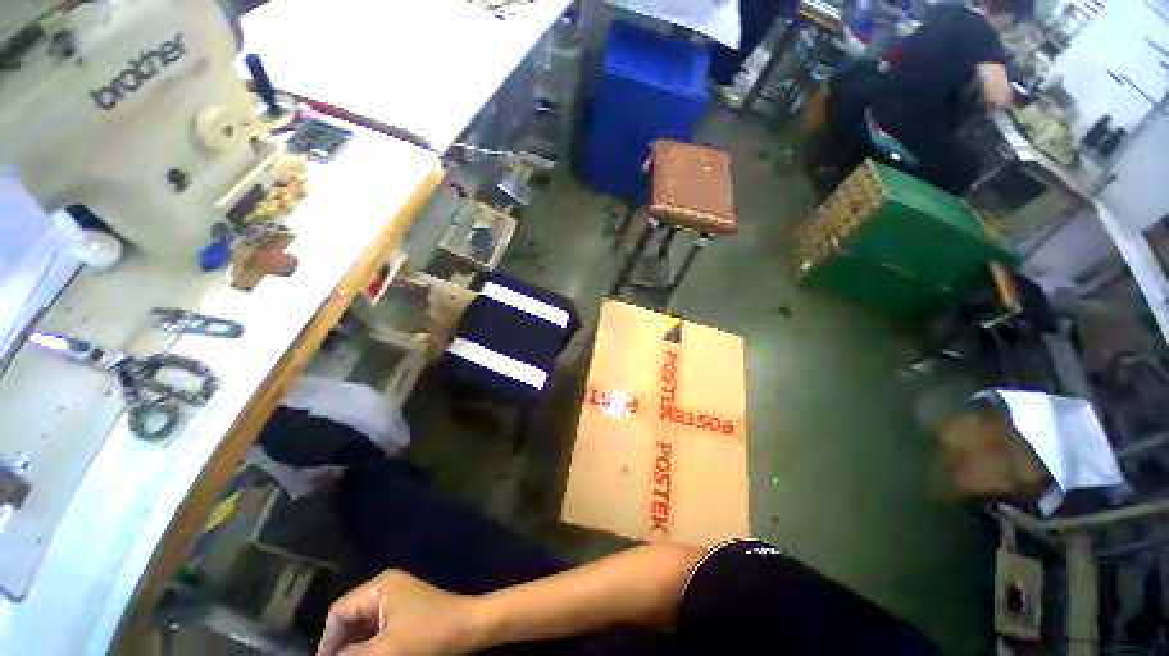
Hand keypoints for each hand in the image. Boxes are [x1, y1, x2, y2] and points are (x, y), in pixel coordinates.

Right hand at [316, 570, 486, 655]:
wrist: (469, 627)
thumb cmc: (428, 634)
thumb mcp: (385, 649)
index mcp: (379, 587)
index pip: (338, 613)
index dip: (327, 643)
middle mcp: (385, 589)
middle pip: (350, 621)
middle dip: (342, 647)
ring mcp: (397, 601)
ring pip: (363, 629)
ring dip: (356, 649)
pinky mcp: (407, 614)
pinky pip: (378, 632)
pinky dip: (371, 647)